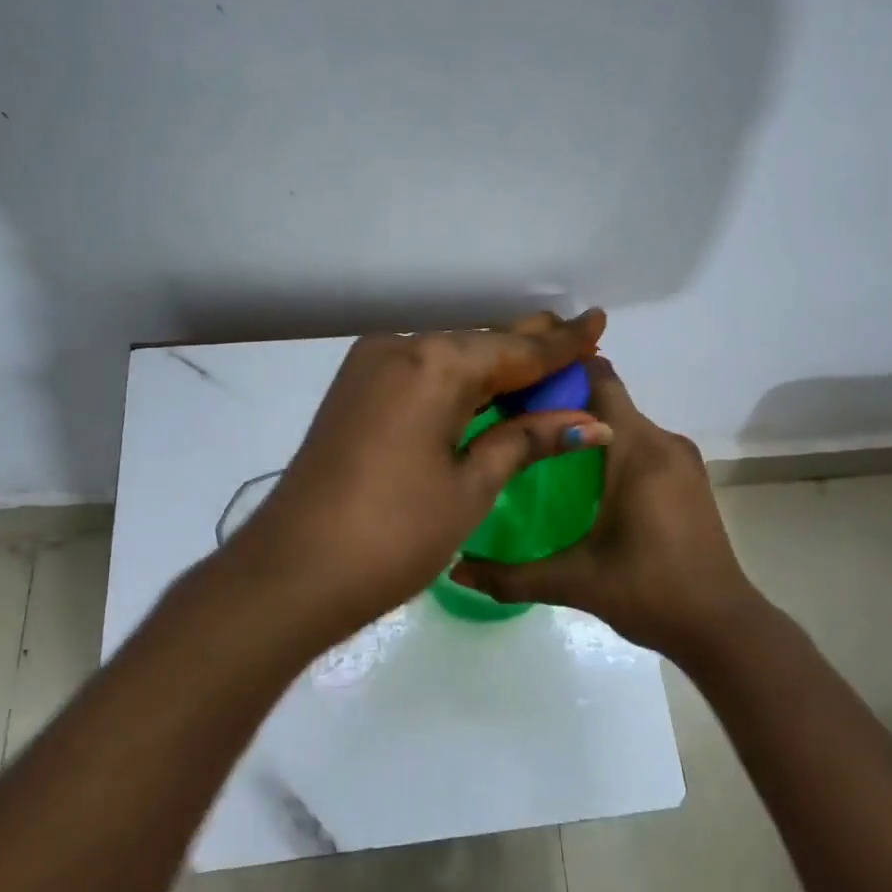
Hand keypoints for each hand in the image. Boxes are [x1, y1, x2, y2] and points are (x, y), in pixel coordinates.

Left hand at [229, 310, 613, 635]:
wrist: (293, 572)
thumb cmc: (395, 534)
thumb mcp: (471, 487)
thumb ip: (526, 440)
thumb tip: (589, 422)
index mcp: (434, 365)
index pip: (514, 350)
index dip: (561, 342)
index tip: (598, 320)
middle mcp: (399, 348)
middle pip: (479, 344)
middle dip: (528, 347)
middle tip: (577, 337)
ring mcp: (370, 368)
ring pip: (448, 356)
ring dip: (493, 365)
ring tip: (541, 363)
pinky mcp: (354, 391)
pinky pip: (420, 373)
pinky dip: (457, 381)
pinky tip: (486, 389)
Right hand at [451, 357, 762, 662]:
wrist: (722, 627)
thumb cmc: (650, 592)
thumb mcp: (575, 581)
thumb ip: (512, 575)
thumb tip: (455, 568)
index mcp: (638, 451)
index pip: (599, 381)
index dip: (560, 371)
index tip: (517, 378)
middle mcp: (663, 442)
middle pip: (608, 400)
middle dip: (565, 402)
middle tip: (515, 417)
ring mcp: (681, 459)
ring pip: (625, 423)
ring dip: (588, 427)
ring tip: (541, 445)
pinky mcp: (688, 478)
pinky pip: (642, 444)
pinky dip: (611, 446)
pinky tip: (582, 477)